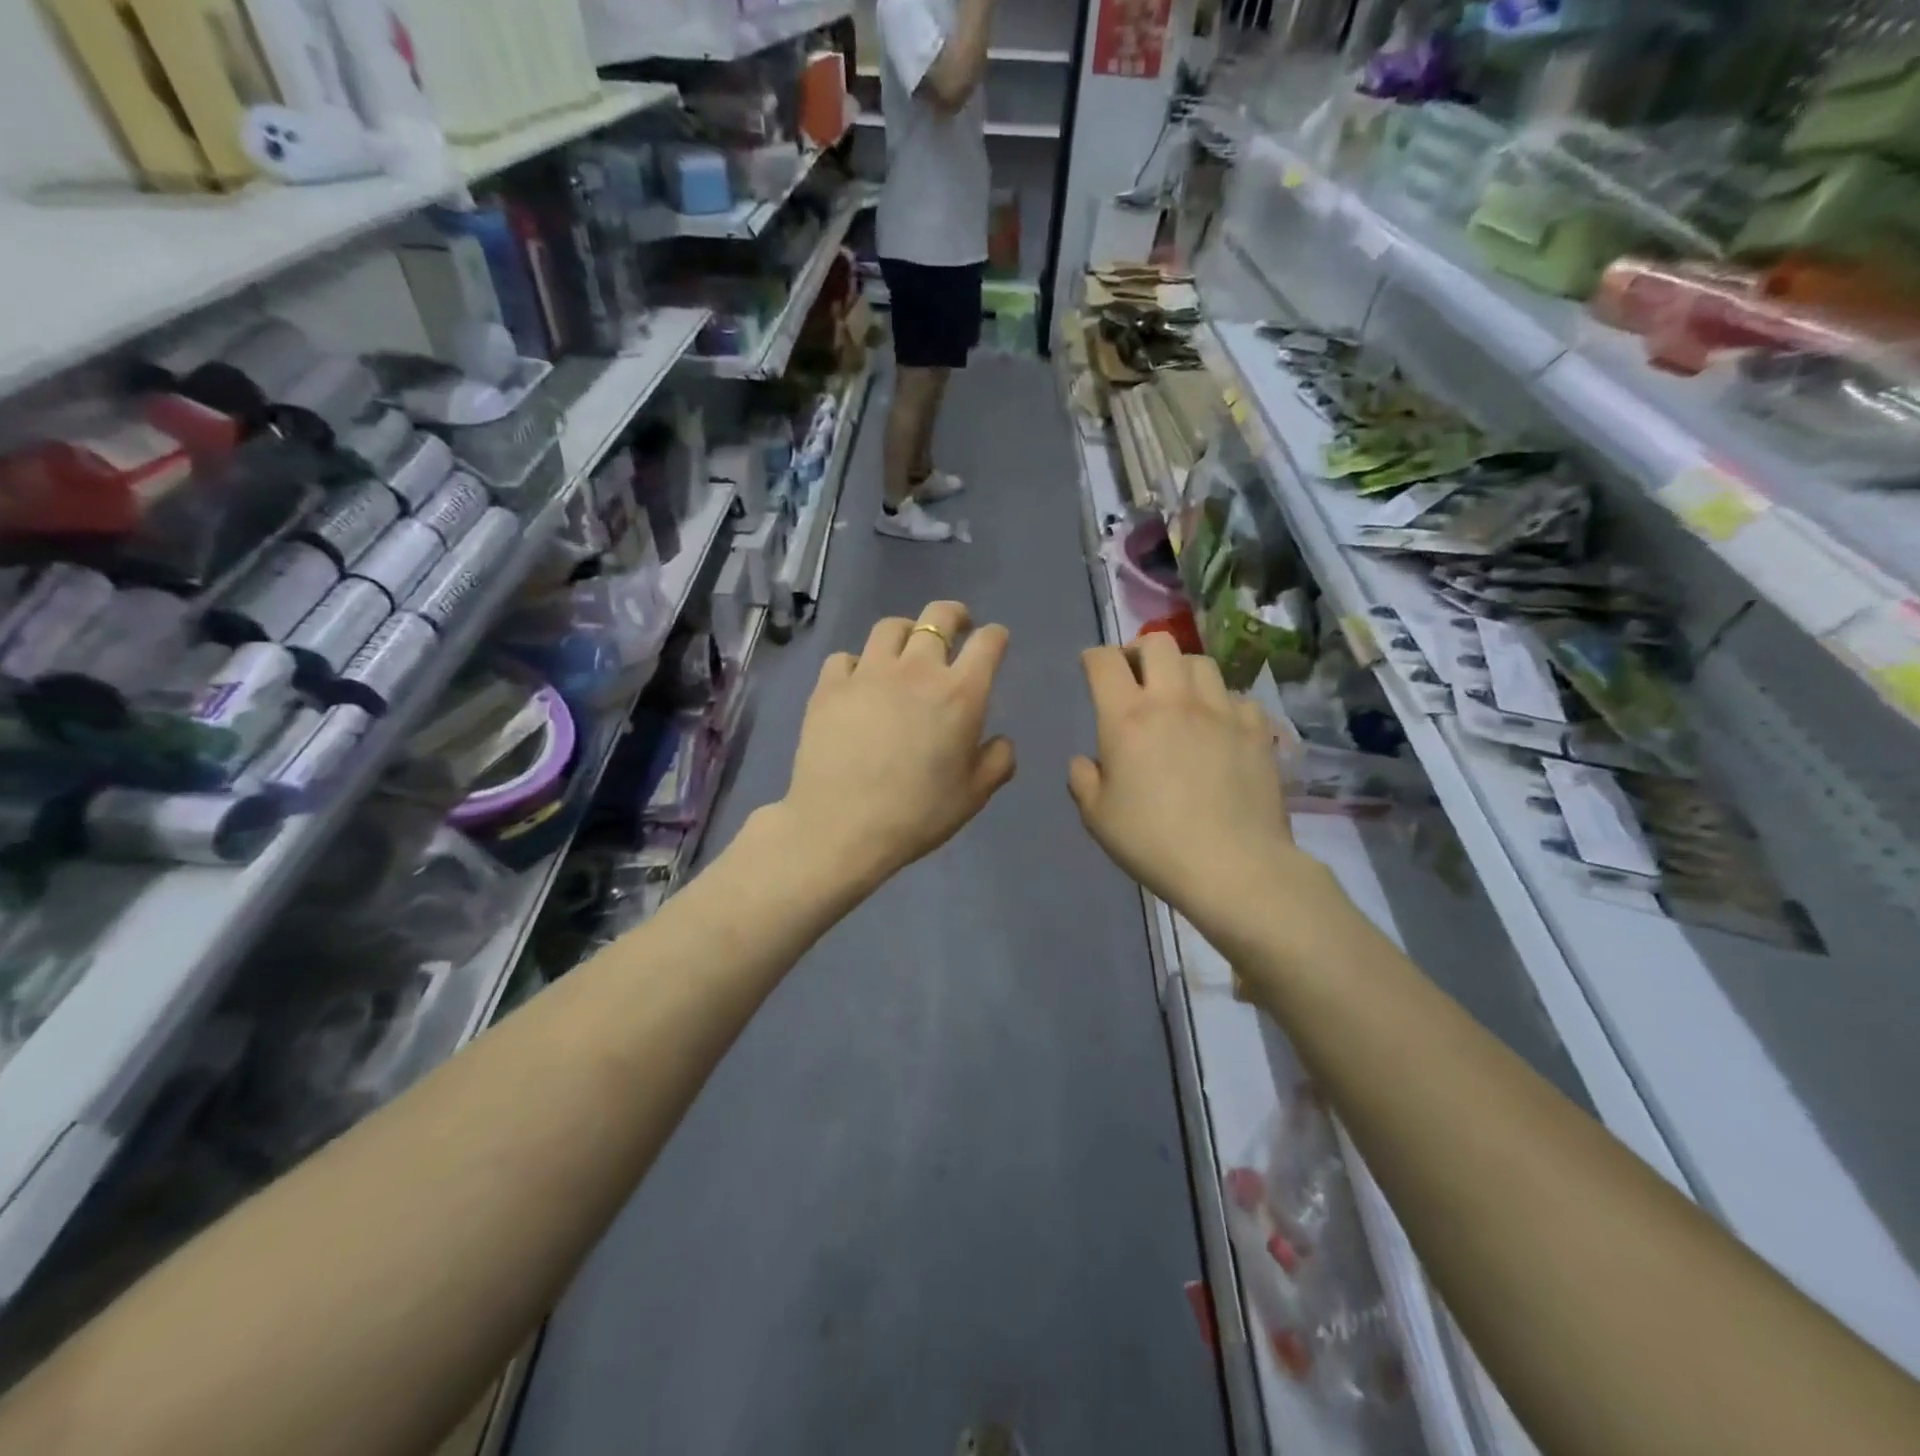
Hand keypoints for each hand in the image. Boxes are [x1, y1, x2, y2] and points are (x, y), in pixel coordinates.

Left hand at [779, 601, 1015, 889]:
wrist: (841, 828)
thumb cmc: (917, 814)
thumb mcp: (974, 796)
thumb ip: (998, 761)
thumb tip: (1000, 740)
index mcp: (960, 693)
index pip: (988, 643)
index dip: (995, 637)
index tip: (995, 642)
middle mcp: (916, 670)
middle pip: (938, 617)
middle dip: (954, 616)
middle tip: (957, 626)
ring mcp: (868, 673)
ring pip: (890, 628)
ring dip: (906, 632)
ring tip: (906, 650)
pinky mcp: (829, 686)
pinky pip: (846, 657)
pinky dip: (858, 664)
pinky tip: (859, 683)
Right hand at [1068, 635, 1303, 940]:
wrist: (1233, 866)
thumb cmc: (1153, 842)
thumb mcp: (1097, 818)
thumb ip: (1083, 780)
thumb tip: (1085, 761)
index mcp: (1127, 718)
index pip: (1104, 662)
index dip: (1093, 658)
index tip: (1091, 669)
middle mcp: (1174, 701)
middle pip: (1159, 643)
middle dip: (1140, 651)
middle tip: (1136, 678)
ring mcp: (1221, 711)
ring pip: (1201, 662)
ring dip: (1182, 672)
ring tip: (1179, 698)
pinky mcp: (1257, 729)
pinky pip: (1237, 697)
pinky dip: (1222, 704)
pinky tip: (1219, 728)